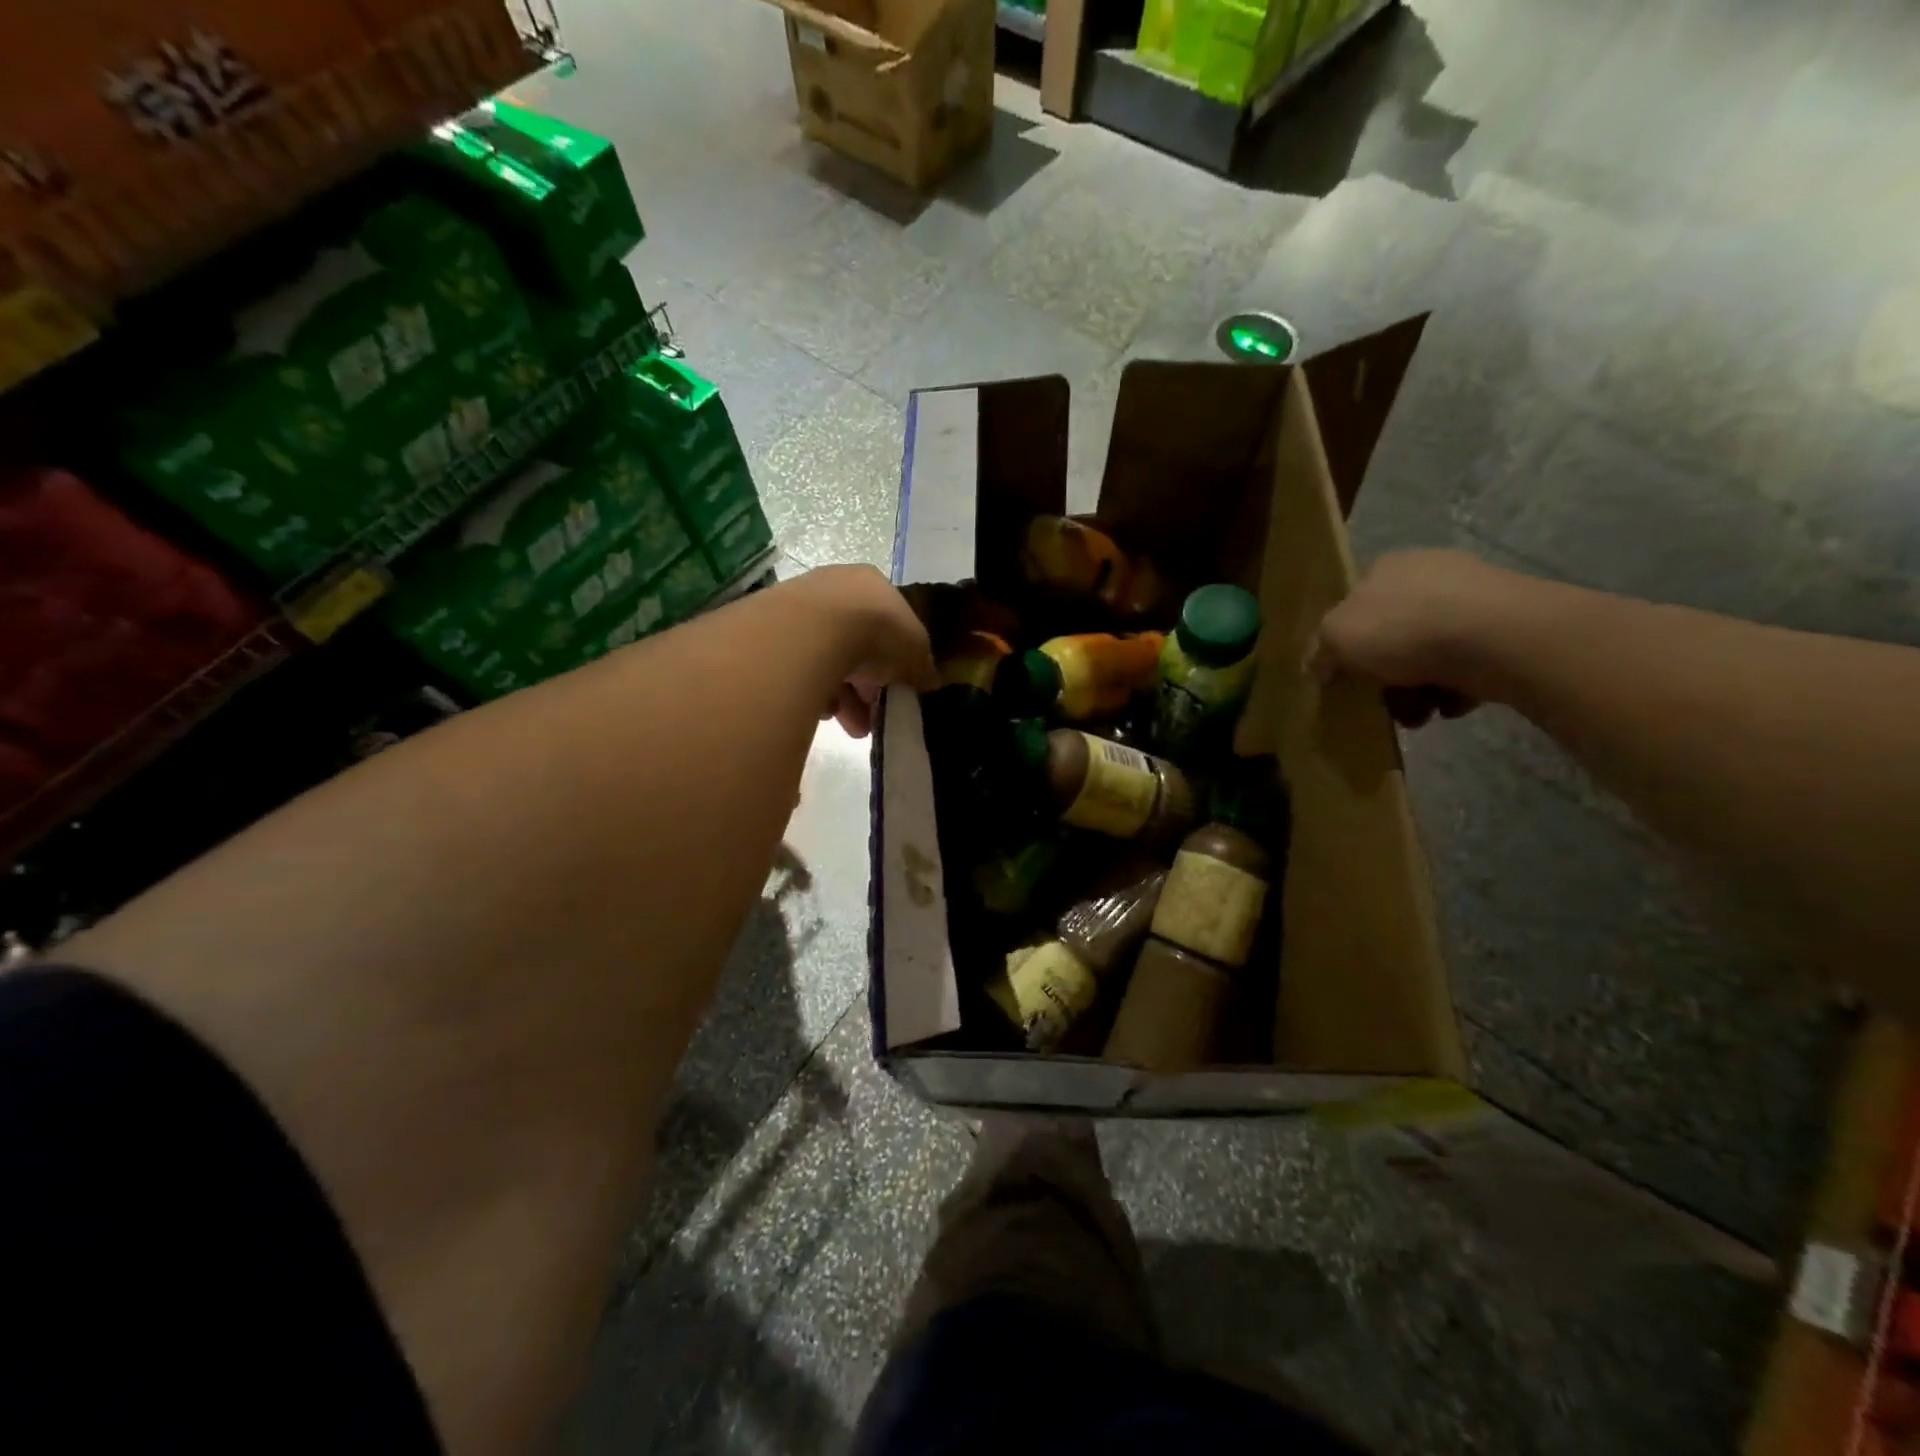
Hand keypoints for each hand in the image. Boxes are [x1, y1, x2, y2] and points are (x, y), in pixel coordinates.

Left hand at [796, 565, 937, 737]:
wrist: (813, 631)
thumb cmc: (876, 632)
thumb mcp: (915, 651)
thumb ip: (923, 666)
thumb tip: (928, 682)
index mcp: (872, 584)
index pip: (889, 624)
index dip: (897, 660)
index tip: (898, 689)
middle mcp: (835, 589)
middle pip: (858, 645)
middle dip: (869, 687)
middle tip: (875, 716)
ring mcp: (800, 609)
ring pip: (829, 661)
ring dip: (845, 698)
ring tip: (853, 727)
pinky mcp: (773, 636)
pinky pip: (802, 671)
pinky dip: (815, 693)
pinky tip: (824, 713)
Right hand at [1310, 549, 1522, 725]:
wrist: (1498, 637)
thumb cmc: (1403, 628)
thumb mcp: (1336, 639)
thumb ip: (1320, 652)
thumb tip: (1316, 667)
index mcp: (1386, 567)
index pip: (1356, 602)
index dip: (1346, 641)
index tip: (1345, 674)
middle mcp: (1430, 573)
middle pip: (1394, 631)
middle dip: (1385, 673)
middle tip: (1381, 702)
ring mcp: (1475, 597)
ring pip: (1431, 651)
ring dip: (1418, 688)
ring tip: (1418, 715)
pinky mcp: (1510, 626)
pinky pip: (1469, 664)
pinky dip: (1456, 688)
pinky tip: (1451, 705)